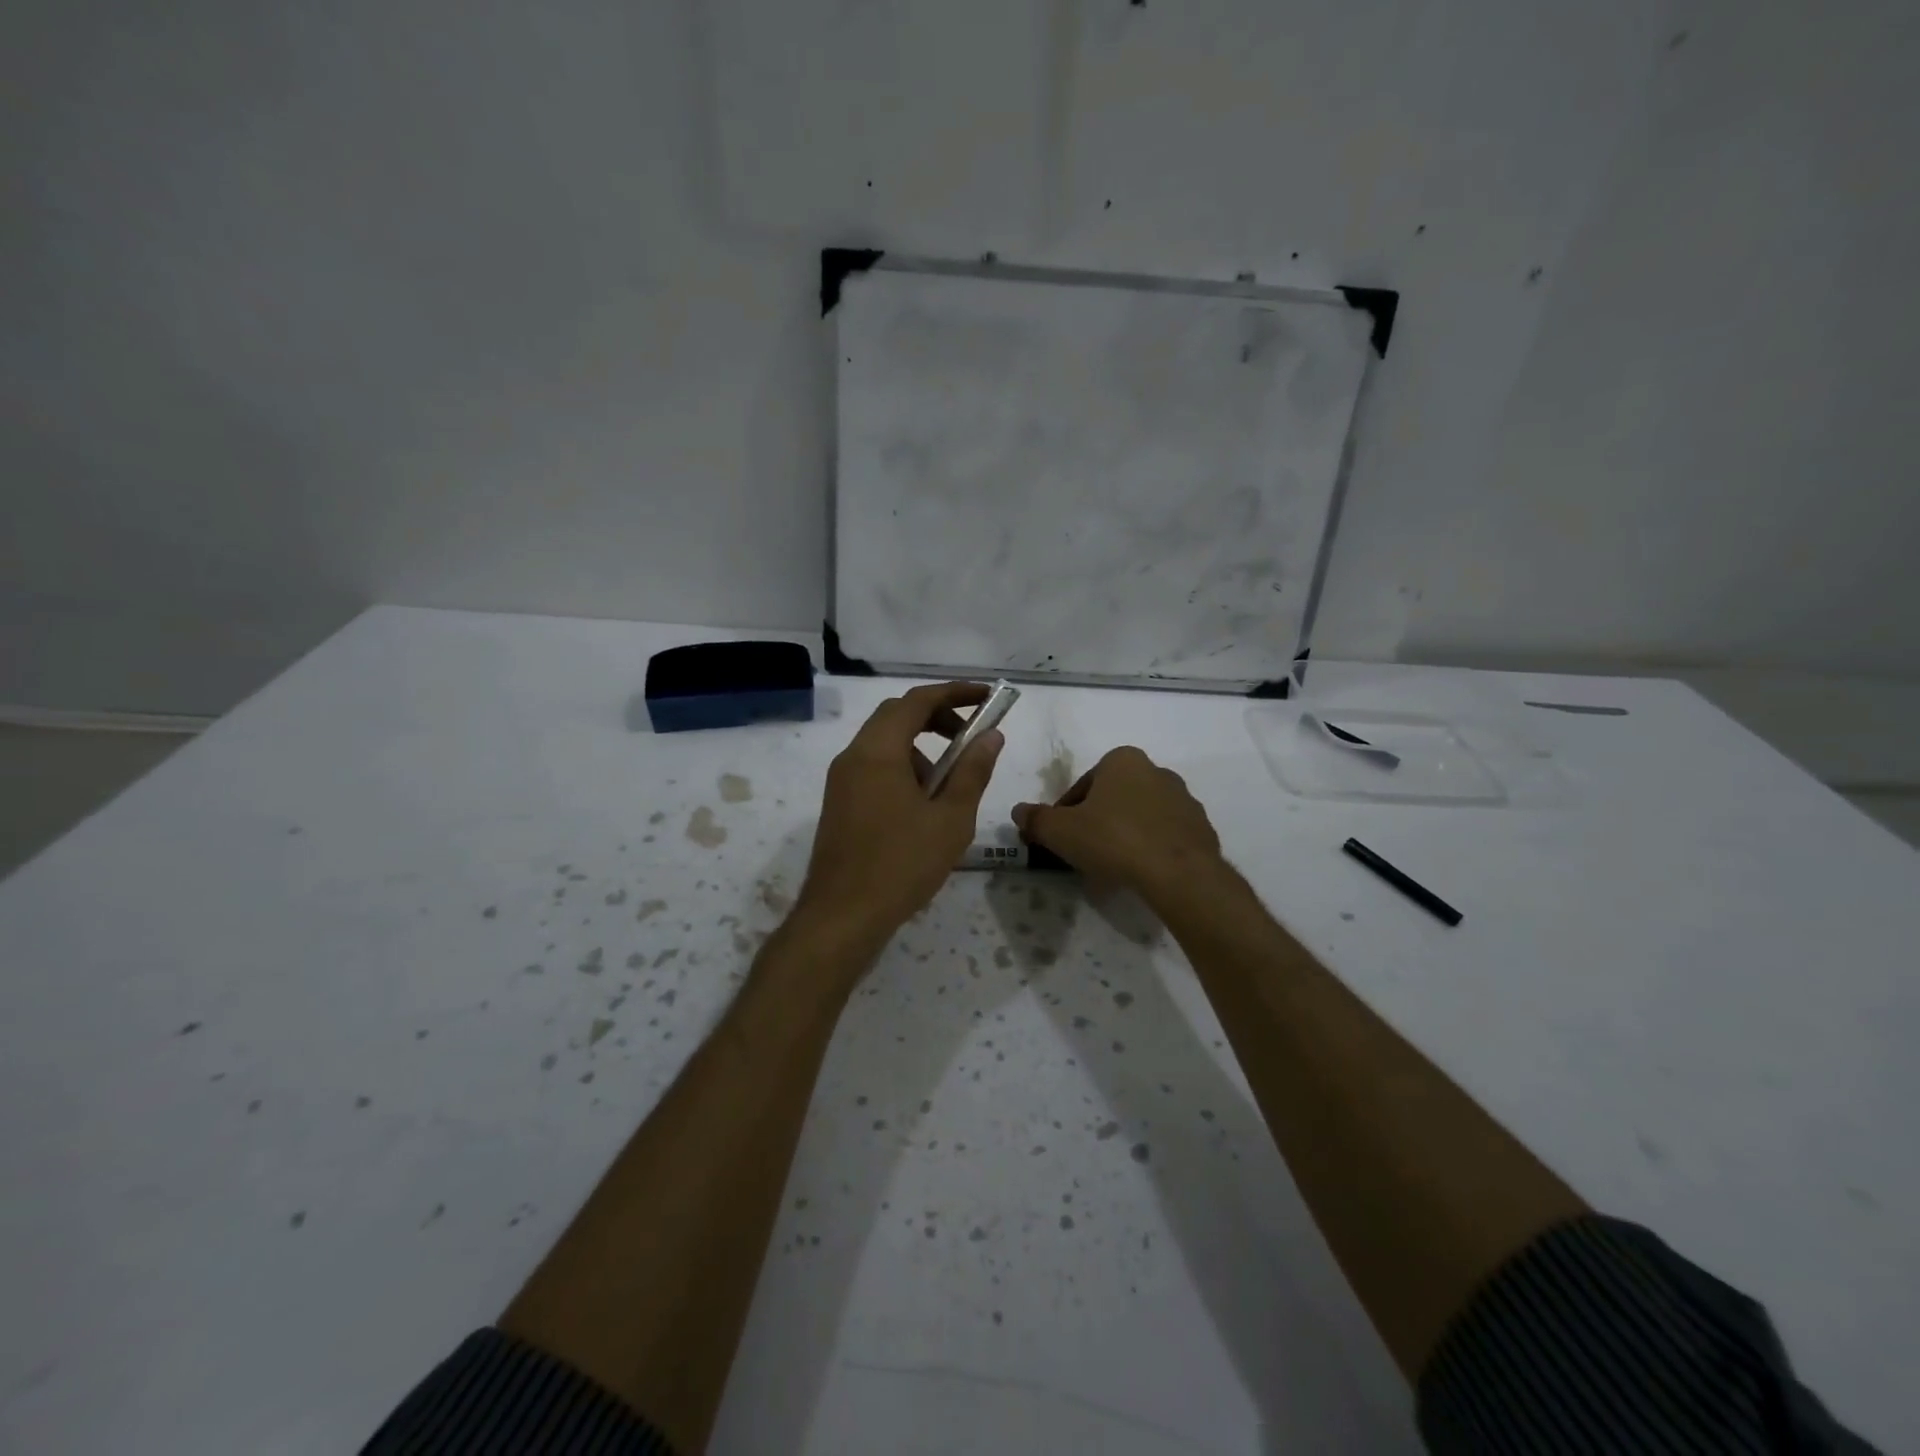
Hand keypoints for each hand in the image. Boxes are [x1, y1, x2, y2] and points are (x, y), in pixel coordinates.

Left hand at [797, 682, 1005, 944]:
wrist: (842, 916)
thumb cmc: (902, 864)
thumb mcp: (950, 818)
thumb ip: (972, 771)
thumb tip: (991, 736)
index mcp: (878, 751)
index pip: (917, 700)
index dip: (955, 693)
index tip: (987, 697)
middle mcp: (853, 756)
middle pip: (897, 716)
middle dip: (937, 718)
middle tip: (971, 737)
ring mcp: (841, 781)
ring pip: (885, 744)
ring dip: (921, 749)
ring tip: (949, 787)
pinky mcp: (839, 803)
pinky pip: (874, 768)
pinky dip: (903, 770)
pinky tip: (923, 809)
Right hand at [1013, 746, 1223, 901]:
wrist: (1178, 873)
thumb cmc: (1113, 839)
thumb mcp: (1061, 831)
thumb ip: (1036, 819)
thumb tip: (1018, 811)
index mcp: (1122, 759)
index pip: (1084, 785)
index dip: (1066, 812)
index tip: (1061, 838)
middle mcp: (1156, 770)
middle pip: (1114, 798)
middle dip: (1098, 820)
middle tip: (1084, 851)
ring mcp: (1184, 799)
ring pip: (1141, 816)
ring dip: (1125, 834)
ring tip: (1112, 867)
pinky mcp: (1201, 828)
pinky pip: (1165, 836)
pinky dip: (1151, 849)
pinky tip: (1140, 872)